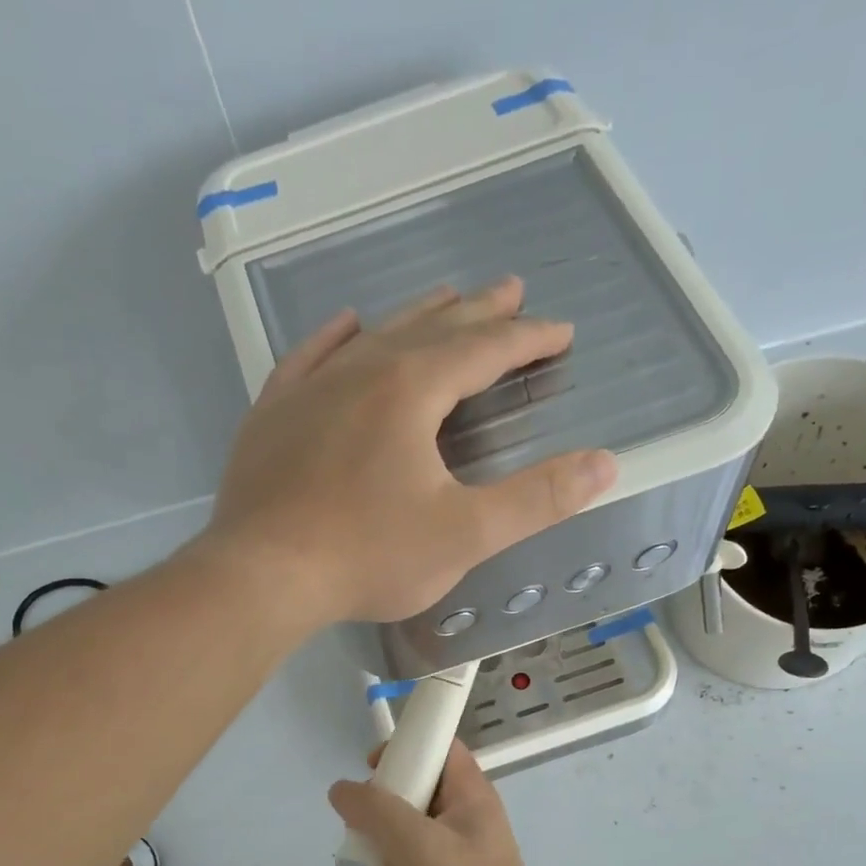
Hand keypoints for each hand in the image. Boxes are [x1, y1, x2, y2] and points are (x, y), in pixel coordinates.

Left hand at [205, 278, 617, 625]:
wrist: (261, 576)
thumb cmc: (367, 556)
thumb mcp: (464, 534)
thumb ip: (537, 499)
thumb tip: (604, 464)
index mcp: (411, 390)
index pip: (484, 350)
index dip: (527, 339)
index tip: (559, 331)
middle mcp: (361, 372)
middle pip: (431, 329)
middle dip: (478, 312)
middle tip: (510, 290)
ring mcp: (309, 389)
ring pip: (373, 336)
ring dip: (415, 316)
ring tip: (445, 297)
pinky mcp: (272, 415)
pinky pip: (308, 358)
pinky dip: (334, 338)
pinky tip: (347, 325)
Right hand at [328, 740, 560, 865]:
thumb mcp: (419, 846)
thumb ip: (377, 812)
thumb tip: (340, 790)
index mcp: (468, 795)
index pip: (439, 748)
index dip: (407, 747)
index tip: (372, 766)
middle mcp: (459, 817)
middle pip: (412, 786)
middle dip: (378, 799)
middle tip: (357, 819)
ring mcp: (447, 853)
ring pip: (400, 827)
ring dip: (372, 838)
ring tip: (356, 859)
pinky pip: (398, 864)